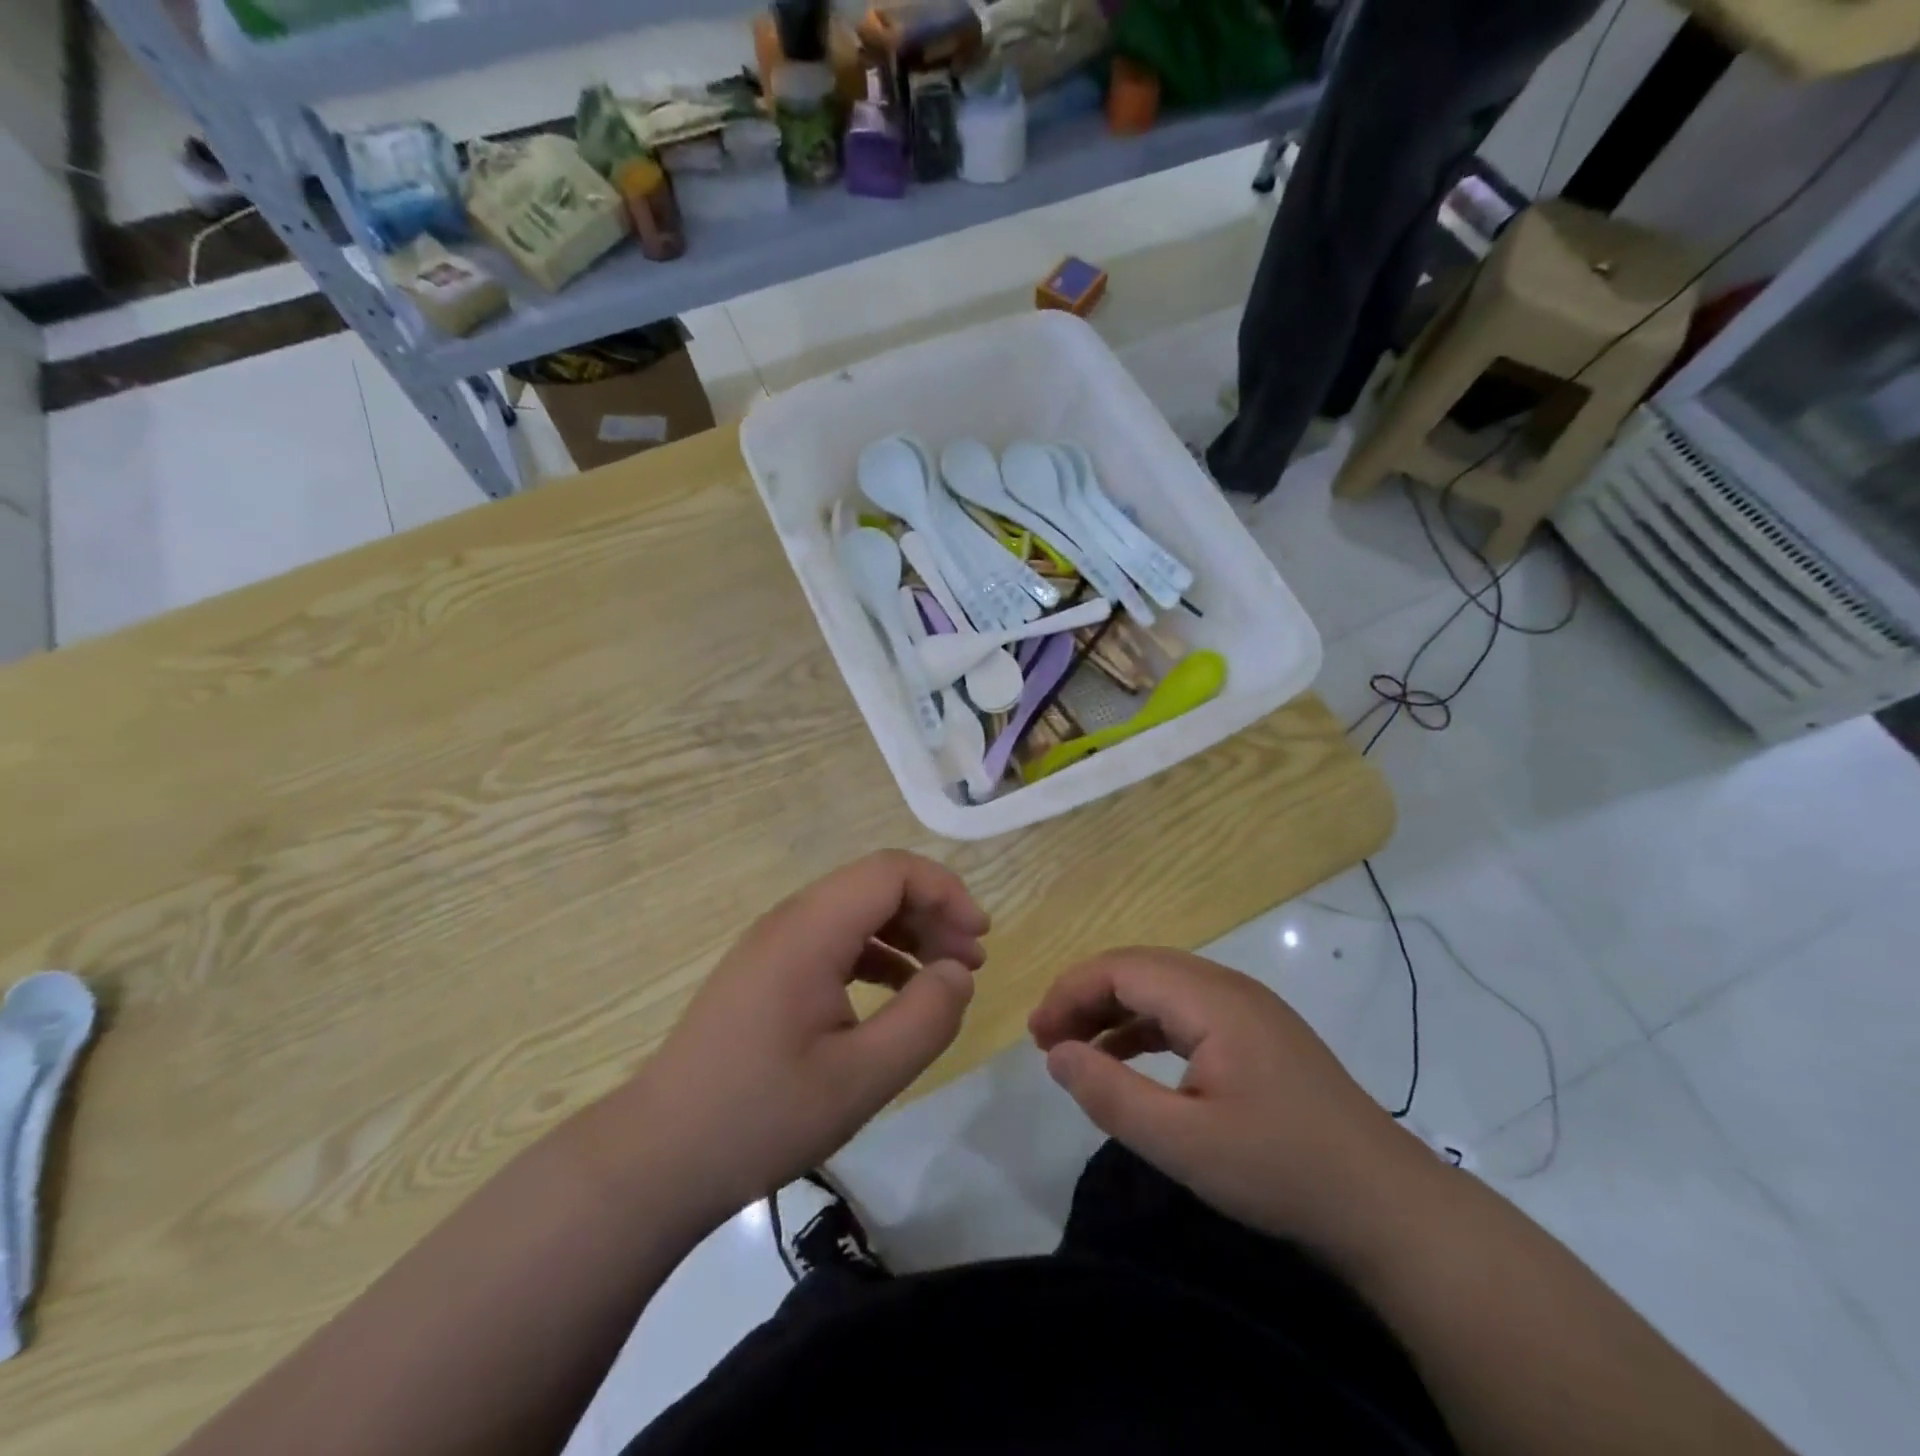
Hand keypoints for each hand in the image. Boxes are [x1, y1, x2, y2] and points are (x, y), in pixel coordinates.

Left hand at [634, 851, 988, 1219]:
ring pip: (856, 910)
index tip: (979, 938)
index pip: (891, 871)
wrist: (658, 1157)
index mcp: (810, 931)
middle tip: (969, 963)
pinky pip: (834, 939)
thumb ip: (924, 1019)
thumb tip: (959, 972)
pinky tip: (895, 994)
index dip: (945, 892)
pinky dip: (876, 953)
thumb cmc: (761, 1117)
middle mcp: (790, 921)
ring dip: (907, 932)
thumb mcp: (861, 1078)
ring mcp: (773, 945)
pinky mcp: (766, 971)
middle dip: (932, 912)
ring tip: (942, 977)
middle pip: (875, 884)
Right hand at [1029, 948, 1428, 1258]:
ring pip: (1161, 987)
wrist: (1386, 1205)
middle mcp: (1228, 987)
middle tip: (1047, 1039)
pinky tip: (1126, 1057)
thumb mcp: (1184, 1143)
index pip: (1121, 968)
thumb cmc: (1281, 1169)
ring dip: (1113, 1009)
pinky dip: (1145, 1026)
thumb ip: (1112, 1095)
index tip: (1036, 1035)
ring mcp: (1247, 1008)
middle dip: (1086, 995)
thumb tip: (1055, 1054)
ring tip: (1075, 1046)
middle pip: (1139, 968)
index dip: (1070, 992)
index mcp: (1211, 999)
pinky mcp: (1257, 1033)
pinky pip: (1186, 1010)